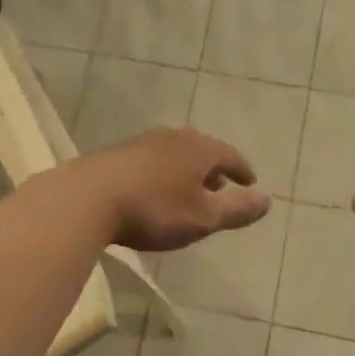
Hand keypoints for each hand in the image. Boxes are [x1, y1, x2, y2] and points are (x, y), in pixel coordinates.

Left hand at [70, 128, 270, 251]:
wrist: (87, 199)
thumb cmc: (153, 209)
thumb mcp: (202, 218)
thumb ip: (236, 210)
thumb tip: (267, 200)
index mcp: (198, 148)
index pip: (229, 155)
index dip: (242, 170)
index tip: (250, 182)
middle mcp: (173, 137)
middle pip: (202, 150)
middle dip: (214, 169)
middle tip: (221, 186)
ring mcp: (142, 142)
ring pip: (175, 153)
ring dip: (187, 171)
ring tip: (189, 190)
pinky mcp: (117, 154)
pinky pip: (152, 160)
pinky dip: (164, 173)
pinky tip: (155, 190)